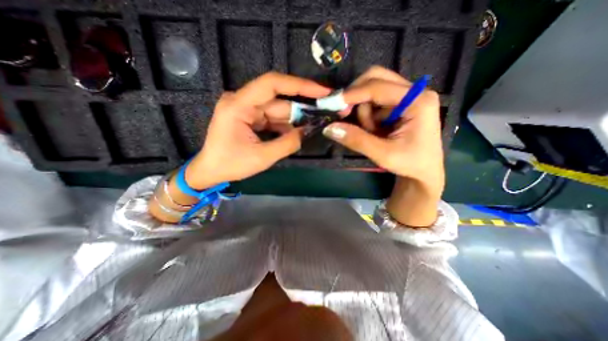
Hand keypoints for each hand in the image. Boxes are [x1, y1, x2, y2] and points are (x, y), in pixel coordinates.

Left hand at [186, 71, 332, 189]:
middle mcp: (242, 101)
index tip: (321, 91)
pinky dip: (286, 126)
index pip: (272, 84)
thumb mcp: (262, 157)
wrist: (211, 171)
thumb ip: (288, 143)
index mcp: (238, 105)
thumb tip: (308, 132)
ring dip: (295, 119)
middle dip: (302, 108)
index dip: (299, 85)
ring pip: (278, 110)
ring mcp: (246, 109)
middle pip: (278, 100)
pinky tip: (298, 132)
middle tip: (324, 112)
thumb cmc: (231, 165)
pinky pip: (272, 118)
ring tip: (314, 125)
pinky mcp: (250, 118)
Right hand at [323, 65, 444, 225]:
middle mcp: (412, 93)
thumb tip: (330, 127)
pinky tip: (373, 130)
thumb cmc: (411, 167)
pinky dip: (365, 114)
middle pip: (374, 79)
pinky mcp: (396, 107)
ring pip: (370, 91)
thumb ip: (356, 139)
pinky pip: (371, 102)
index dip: (352, 94)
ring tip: (371, 133)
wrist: (425, 176)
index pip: (377, 86)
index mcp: (417, 100)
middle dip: (358, 99)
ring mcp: (404, 98)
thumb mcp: (383, 155)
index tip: (333, 107)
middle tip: (351, 120)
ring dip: (363, 111)